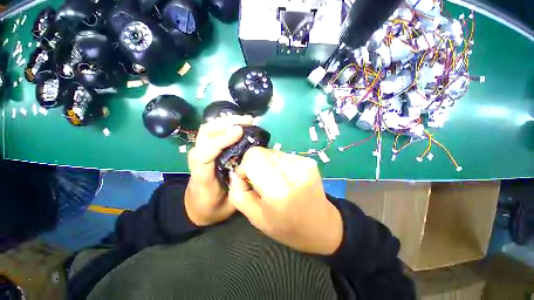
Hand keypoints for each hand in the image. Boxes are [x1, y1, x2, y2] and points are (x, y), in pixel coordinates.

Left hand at [185, 115, 252, 225]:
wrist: (197, 206)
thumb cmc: (212, 206)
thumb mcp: (228, 204)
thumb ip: (238, 186)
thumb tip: (249, 165)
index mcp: (201, 175)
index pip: (205, 153)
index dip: (221, 140)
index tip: (240, 131)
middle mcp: (198, 159)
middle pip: (206, 133)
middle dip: (227, 123)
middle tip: (248, 121)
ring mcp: (201, 152)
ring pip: (209, 129)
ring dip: (227, 121)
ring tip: (246, 120)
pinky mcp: (207, 150)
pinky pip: (214, 132)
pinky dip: (226, 125)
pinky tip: (240, 125)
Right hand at [228, 147, 342, 254]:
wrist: (322, 226)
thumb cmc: (287, 227)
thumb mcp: (256, 218)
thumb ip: (238, 193)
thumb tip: (235, 173)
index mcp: (279, 190)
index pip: (253, 156)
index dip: (245, 166)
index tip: (247, 179)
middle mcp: (293, 171)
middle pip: (262, 152)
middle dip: (255, 165)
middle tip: (261, 182)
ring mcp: (303, 163)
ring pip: (271, 152)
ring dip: (267, 164)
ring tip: (274, 181)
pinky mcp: (308, 160)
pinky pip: (283, 155)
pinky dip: (278, 164)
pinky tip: (284, 178)